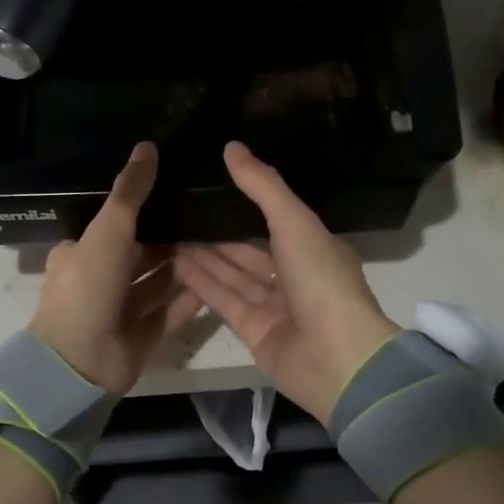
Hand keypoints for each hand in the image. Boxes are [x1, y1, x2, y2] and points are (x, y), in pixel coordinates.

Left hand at [30, 143, 201, 396]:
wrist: (80, 362)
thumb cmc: (89, 287)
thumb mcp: (108, 231)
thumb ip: (130, 192)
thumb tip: (147, 146)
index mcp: (82, 254)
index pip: (116, 226)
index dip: (145, 212)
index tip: (179, 193)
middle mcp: (100, 281)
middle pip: (141, 255)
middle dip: (170, 239)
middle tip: (209, 217)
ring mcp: (120, 312)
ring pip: (157, 284)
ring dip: (182, 267)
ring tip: (220, 243)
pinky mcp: (140, 337)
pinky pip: (169, 312)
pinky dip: (188, 299)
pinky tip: (217, 282)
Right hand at [175, 143, 399, 424]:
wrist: (336, 357)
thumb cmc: (320, 280)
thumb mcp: (294, 222)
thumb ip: (262, 186)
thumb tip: (231, 146)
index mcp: (314, 248)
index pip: (276, 221)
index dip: (245, 204)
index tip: (211, 186)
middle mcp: (294, 276)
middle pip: (248, 251)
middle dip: (216, 234)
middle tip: (179, 213)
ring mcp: (274, 307)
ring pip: (233, 276)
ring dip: (203, 257)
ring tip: (168, 234)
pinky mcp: (254, 332)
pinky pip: (224, 301)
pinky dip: (202, 284)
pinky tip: (174, 263)